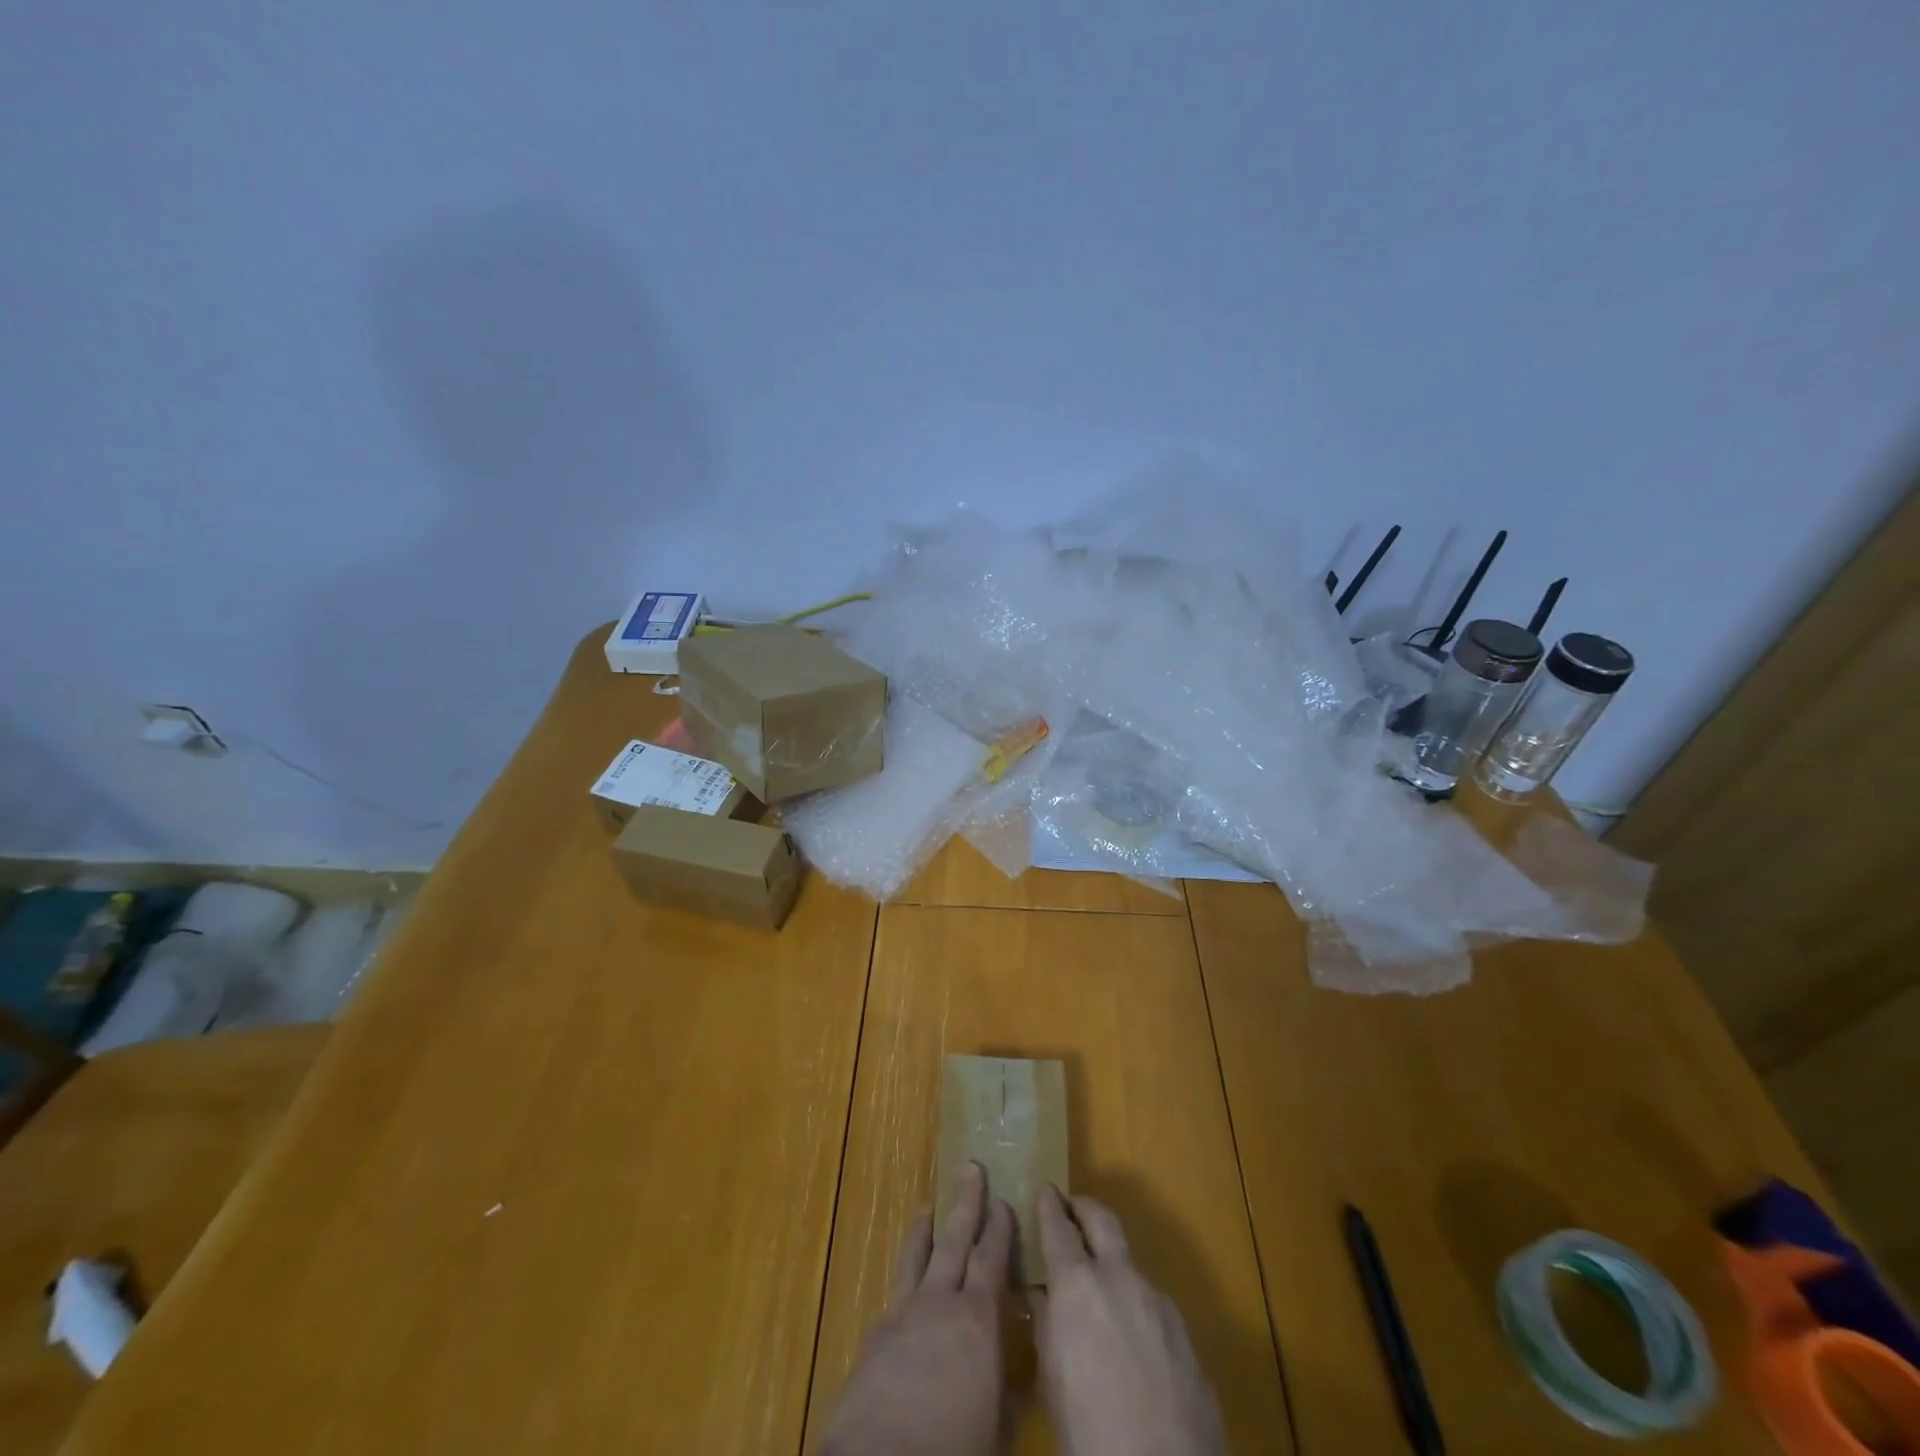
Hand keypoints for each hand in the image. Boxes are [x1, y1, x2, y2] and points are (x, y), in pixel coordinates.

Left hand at [822, 1162, 1013, 1455]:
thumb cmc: (954, 1447)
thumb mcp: (998, 1429)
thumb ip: (1009, 1394)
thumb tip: (1021, 1378)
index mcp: (978, 1319)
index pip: (992, 1259)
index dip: (999, 1229)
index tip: (1005, 1201)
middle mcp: (940, 1302)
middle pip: (955, 1239)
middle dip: (966, 1202)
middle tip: (971, 1167)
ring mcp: (903, 1313)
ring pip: (917, 1255)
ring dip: (925, 1228)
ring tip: (927, 1206)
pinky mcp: (875, 1333)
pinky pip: (896, 1290)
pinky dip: (905, 1275)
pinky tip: (906, 1281)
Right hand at [1033, 1184, 1223, 1455]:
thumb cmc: (1089, 1430)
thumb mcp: (1051, 1380)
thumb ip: (1046, 1328)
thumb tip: (1043, 1298)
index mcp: (1077, 1285)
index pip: (1058, 1227)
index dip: (1049, 1206)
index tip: (1046, 1190)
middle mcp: (1119, 1278)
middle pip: (1102, 1220)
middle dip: (1085, 1208)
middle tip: (1072, 1206)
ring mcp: (1158, 1302)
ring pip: (1130, 1266)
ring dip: (1113, 1266)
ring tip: (1100, 1291)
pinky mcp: (1186, 1334)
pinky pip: (1153, 1306)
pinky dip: (1136, 1308)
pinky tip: (1133, 1342)